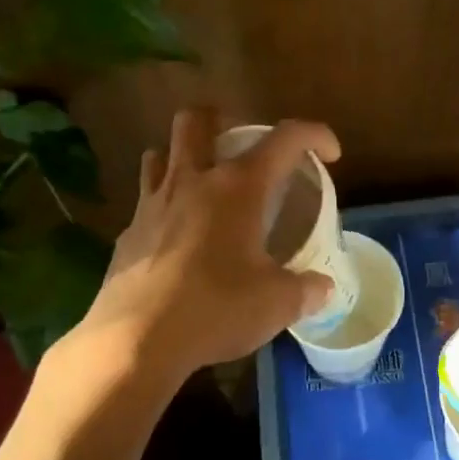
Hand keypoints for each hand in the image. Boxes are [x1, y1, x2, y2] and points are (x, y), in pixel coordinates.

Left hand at [72, 108, 337, 383]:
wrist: (136, 340)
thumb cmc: (215, 309)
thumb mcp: (277, 304)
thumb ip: (306, 290)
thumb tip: (322, 287)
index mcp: (238, 187)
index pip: (285, 138)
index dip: (314, 135)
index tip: (330, 153)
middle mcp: (192, 181)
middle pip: (198, 119)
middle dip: (224, 120)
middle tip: (243, 147)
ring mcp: (153, 204)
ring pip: (161, 152)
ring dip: (184, 156)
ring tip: (204, 183)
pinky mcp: (128, 232)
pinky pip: (147, 200)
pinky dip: (166, 204)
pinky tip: (179, 237)